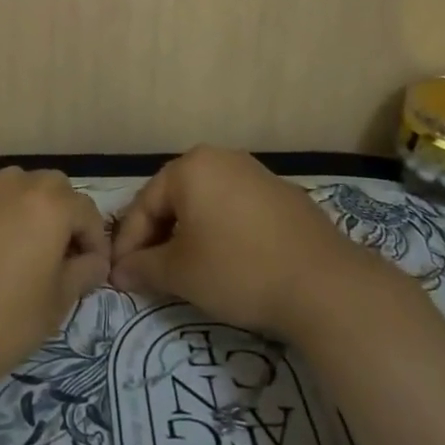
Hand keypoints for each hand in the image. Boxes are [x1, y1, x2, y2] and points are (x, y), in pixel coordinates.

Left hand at [0, 167, 108, 399]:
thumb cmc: (4, 323)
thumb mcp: (57, 304)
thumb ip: (83, 272)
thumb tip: (92, 260)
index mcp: (47, 205)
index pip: (86, 210)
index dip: (94, 239)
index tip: (90, 268)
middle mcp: (11, 186)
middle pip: (49, 187)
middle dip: (61, 214)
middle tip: (57, 253)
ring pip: (11, 187)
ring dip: (24, 209)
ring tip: (18, 248)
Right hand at [111, 146, 383, 337]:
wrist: (325, 285)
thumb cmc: (239, 270)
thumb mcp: (181, 273)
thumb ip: (143, 268)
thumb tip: (118, 272)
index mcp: (190, 167)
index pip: (144, 204)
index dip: (128, 243)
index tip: (120, 276)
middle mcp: (222, 159)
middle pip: (175, 199)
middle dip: (158, 236)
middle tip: (149, 272)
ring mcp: (257, 174)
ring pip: (206, 203)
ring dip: (189, 234)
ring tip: (186, 269)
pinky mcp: (284, 196)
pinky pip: (237, 210)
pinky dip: (222, 232)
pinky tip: (227, 262)